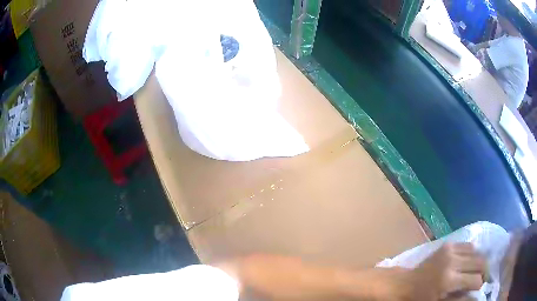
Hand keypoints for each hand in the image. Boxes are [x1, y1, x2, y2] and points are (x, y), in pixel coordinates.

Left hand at [406, 243, 486, 300]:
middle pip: (480, 262)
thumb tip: (477, 298)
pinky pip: (468, 245)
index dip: (479, 285)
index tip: (478, 289)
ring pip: (476, 251)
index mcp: (449, 280)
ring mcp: (450, 250)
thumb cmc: (420, 299)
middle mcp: (453, 261)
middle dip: (484, 271)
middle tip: (481, 279)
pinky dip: (472, 253)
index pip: (476, 279)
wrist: (404, 284)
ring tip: (476, 271)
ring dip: (479, 261)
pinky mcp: (448, 244)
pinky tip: (469, 262)